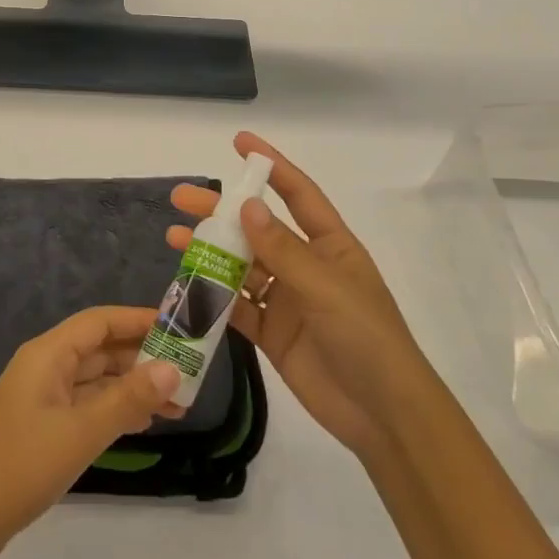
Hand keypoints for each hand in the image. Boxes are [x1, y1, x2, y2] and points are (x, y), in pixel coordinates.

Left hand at [0, 307, 182, 558]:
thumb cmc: (21, 464)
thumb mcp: (81, 432)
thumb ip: (127, 400)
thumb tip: (172, 370)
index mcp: (48, 354)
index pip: (100, 321)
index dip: (138, 319)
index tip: (179, 327)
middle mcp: (45, 367)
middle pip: (99, 349)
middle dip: (142, 358)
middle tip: (189, 374)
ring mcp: (41, 398)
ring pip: (95, 380)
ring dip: (132, 388)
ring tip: (177, 404)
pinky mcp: (41, 427)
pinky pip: (85, 405)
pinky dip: (113, 409)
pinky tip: (142, 424)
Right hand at [168, 132, 427, 458]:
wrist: (383, 416)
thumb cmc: (366, 339)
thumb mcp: (326, 288)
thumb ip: (283, 249)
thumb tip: (246, 205)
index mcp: (330, 246)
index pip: (297, 194)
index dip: (270, 166)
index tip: (238, 143)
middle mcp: (306, 266)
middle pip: (257, 228)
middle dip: (221, 211)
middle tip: (182, 198)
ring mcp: (287, 300)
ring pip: (241, 266)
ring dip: (210, 252)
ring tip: (175, 239)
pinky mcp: (272, 332)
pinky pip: (237, 306)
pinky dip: (213, 297)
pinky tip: (187, 286)